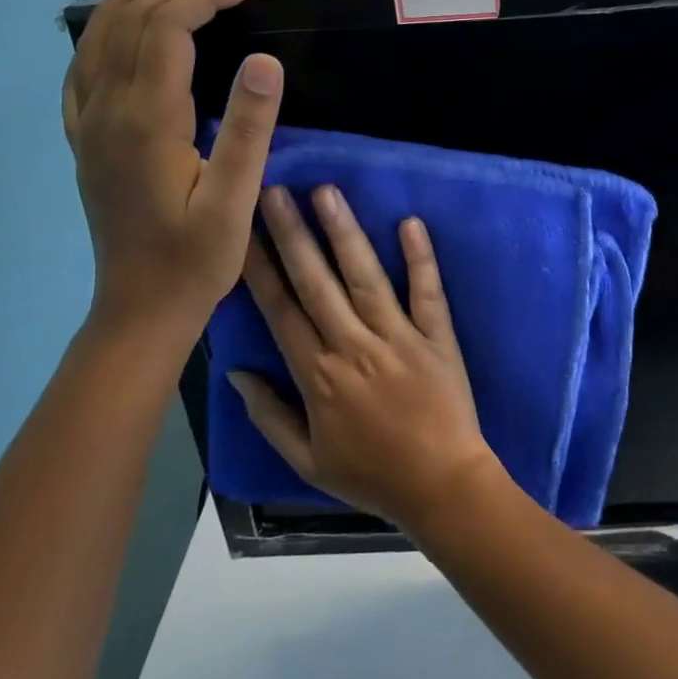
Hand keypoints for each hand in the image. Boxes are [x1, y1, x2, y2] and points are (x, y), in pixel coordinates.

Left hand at [62, 0, 282, 346]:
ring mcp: (87, 123)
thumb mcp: (235, 199)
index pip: (166, 28)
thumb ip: (249, 127)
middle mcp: (106, 111)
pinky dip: (106, 32)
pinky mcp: (84, 139)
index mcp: (146, 121)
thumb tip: (266, 60)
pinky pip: (82, 67)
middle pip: (131, 21)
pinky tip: (126, 32)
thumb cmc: (195, 258)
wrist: (140, 308)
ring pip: (98, 36)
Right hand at [231, 185, 497, 532]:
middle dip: (292, 234)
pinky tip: (410, 222)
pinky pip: (427, 292)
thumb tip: (236, 371)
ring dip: (344, 233)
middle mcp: (354, 346)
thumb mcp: (306, 460)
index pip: (281, 310)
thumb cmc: (371, 475)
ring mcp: (399, 336)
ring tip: (326, 193)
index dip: (260, 268)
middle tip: (274, 191)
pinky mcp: (437, 336)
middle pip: (316, 282)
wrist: (441, 487)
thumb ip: (269, 414)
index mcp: (318, 375)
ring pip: (365, 277)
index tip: (242, 231)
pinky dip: (420, 258)